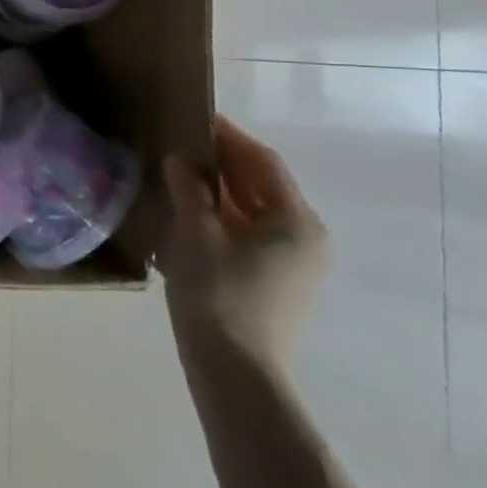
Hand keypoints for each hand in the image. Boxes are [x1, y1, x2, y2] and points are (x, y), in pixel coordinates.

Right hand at [158, 115, 327, 372]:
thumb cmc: (218, 293)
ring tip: (180, 175)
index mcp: (295, 221)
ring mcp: (294, 264)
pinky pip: (249, 235)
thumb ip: (189, 190)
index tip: (198, 117)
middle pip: (262, 187)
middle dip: (224, 163)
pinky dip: (222, 218)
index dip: (229, 137)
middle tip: (184, 143)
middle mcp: (305, 238)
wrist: (234, 370)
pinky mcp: (276, 284)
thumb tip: (181, 160)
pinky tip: (189, 215)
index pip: (263, 163)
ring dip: (220, 192)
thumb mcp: (196, 234)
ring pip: (254, 212)